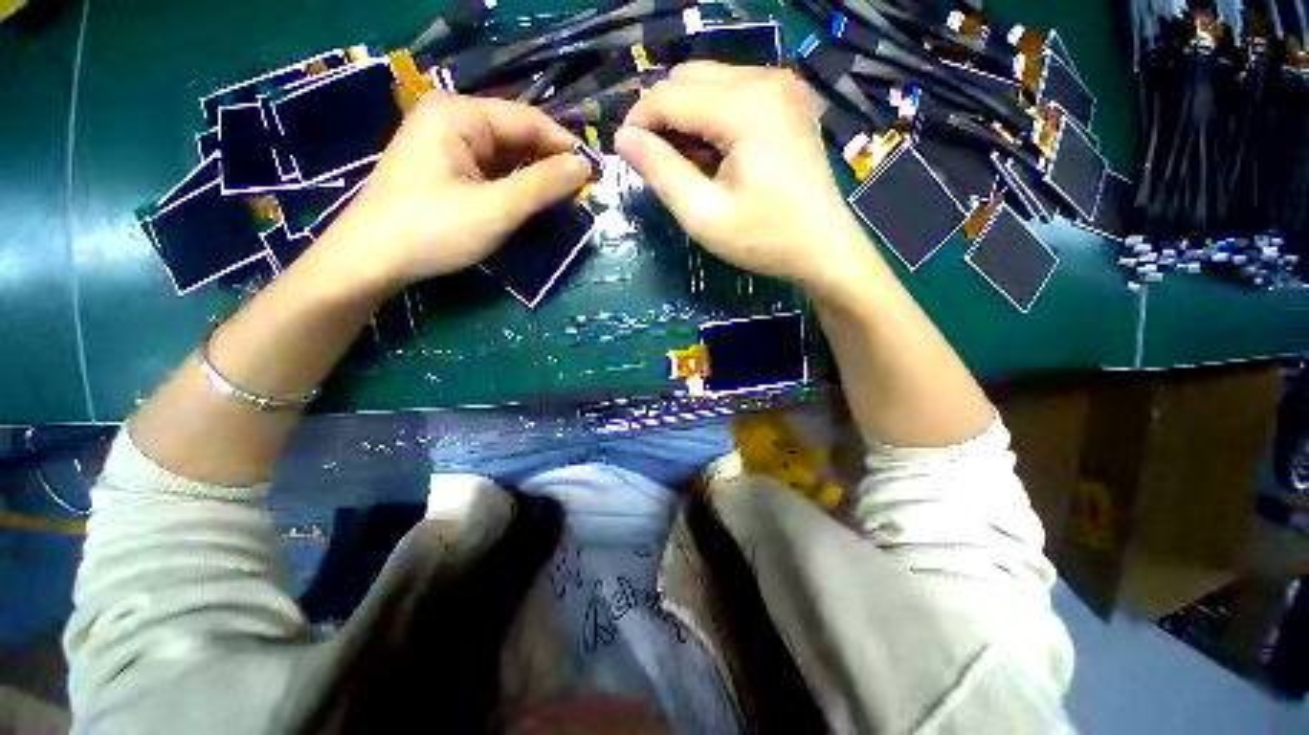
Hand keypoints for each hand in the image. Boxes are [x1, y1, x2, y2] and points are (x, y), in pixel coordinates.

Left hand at [319, 92, 591, 293]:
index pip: (528, 119)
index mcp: (460, 113)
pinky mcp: (442, 167)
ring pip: (504, 154)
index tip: (594, 174)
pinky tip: (527, 202)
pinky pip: (489, 169)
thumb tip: (584, 166)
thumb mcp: (497, 208)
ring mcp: (444, 142)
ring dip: (532, 176)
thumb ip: (543, 185)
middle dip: (548, 163)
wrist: (371, 260)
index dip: (564, 145)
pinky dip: (512, 185)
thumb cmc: (433, 229)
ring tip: (560, 200)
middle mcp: (451, 117)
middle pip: (516, 134)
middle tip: (580, 193)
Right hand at [616, 63, 875, 293]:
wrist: (824, 248)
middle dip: (661, 116)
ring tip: (688, 165)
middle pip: (689, 78)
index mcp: (745, 107)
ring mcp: (782, 86)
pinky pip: (734, 92)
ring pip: (710, 82)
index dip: (638, 121)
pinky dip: (711, 117)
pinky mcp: (788, 101)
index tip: (624, 155)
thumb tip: (623, 139)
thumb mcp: (704, 215)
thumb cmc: (764, 239)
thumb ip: (661, 172)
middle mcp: (765, 79)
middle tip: (657, 164)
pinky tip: (715, 154)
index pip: (669, 95)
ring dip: (686, 116)